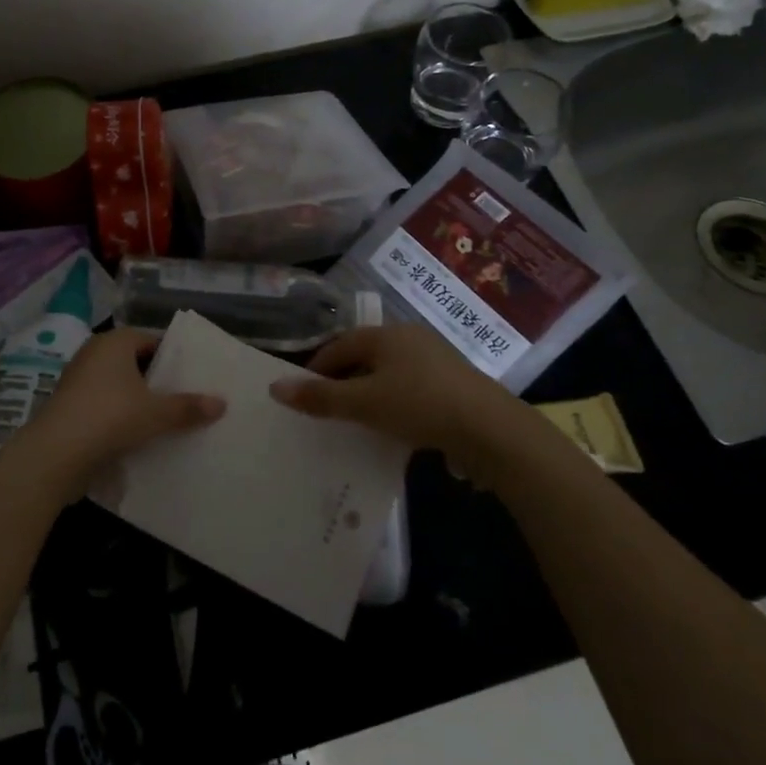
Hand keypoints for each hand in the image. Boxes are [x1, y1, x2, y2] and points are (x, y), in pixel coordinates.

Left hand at [11, 329, 224, 494]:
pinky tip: (136, 436)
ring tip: (164, 419)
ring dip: (137, 400)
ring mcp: (77, 380)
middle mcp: (94, 353)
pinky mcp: (68, 407)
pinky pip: (102, 405)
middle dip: (156, 380)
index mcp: (115, 342)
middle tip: (184, 398)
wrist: (55, 454)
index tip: (193, 376)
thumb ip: (189, 407)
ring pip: (118, 386)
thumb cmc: (110, 417)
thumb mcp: (156, 413)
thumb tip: (222, 403)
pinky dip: (118, 416)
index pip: (152, 340)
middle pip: (135, 363)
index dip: (173, 357)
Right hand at [269, 324, 527, 479]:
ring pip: (389, 373)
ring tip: (356, 420)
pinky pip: (411, 388)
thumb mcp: (364, 403)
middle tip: (326, 409)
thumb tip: (274, 387)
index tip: (303, 394)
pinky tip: (393, 427)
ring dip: (369, 393)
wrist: (490, 429)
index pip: (339, 345)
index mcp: (386, 335)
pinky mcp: (454, 384)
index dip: (317, 367)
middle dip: (343, 380)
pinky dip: (394, 403)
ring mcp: (436, 360)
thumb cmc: (420, 405)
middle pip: (365, 356)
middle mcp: (410, 338)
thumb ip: (320, 397)